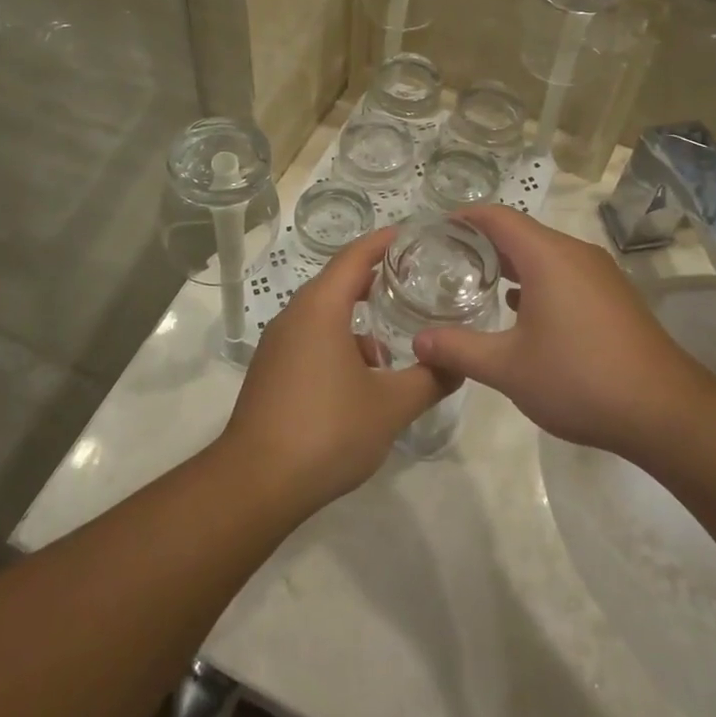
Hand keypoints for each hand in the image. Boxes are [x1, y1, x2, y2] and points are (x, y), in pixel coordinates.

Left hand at [219, 227, 452, 512]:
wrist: (256, 483)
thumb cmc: (327, 430)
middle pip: (339, 282)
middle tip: (414, 283)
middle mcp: (295, 315)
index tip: (412, 233)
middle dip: (375, 281)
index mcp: (320, 308)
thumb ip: (430, 379)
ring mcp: (278, 344)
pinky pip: (311, 339)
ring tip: (392, 349)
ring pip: (325, 316)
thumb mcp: (391, 406)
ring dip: (358, 324)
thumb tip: (459, 364)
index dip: (383, 241)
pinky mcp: (272, 371)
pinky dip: (340, 344)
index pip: (355, 256)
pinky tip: (361, 381)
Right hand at [411, 206, 698, 458]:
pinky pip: (565, 273)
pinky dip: (538, 280)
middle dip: (483, 241)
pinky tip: (521, 310)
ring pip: (546, 253)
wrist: (665, 411)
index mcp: (547, 256)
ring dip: (512, 263)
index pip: (498, 217)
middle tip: (446, 260)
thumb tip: (418, 342)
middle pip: (521, 231)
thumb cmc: (579, 379)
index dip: (464, 217)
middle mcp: (575, 254)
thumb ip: (459, 350)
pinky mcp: (614, 297)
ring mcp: (600, 274)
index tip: (434, 230)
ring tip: (477, 283)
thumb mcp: (508, 368)